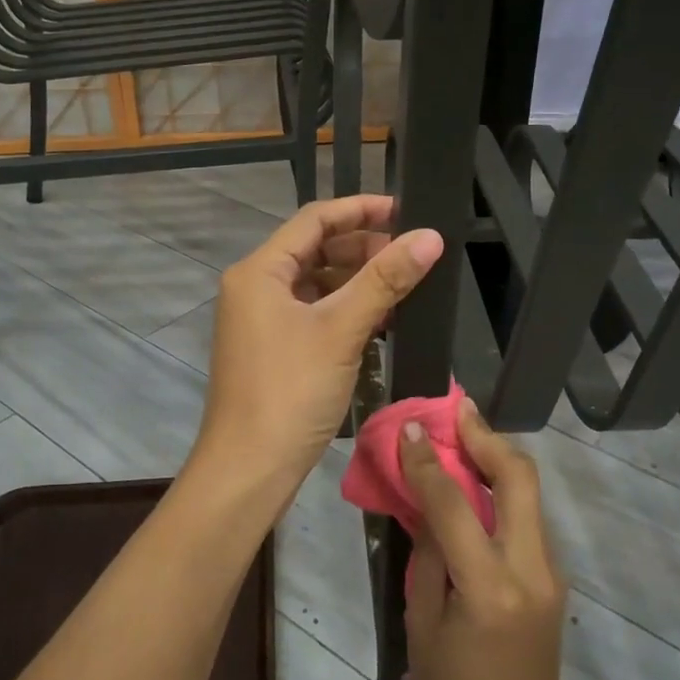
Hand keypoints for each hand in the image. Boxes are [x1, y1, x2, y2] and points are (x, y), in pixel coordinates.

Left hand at [191, 193, 443, 506]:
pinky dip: (345, 310)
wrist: (249, 470)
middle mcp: (255, 286)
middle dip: (363, 247)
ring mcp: (261, 319)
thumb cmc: (290, 392)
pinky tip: (381, 320)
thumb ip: (384, 279)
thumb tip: (430, 236)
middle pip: (314, 249)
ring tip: (403, 285)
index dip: (360, 209)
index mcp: (259, 271)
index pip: (314, 220)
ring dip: (357, 280)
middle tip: (410, 254)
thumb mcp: (341, 330)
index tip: (405, 210)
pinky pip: (313, 312)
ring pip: (316, 282)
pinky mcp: (273, 347)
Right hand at [403, 400, 572, 679]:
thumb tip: (426, 497)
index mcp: (490, 591)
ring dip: (495, 456)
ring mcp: (551, 571)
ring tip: (461, 433)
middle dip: (486, 436)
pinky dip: (500, 487)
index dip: (429, 462)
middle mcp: (531, 571)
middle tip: (456, 410)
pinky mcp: (553, 575)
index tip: (410, 429)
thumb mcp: (422, 625)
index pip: (456, 506)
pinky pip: (526, 515)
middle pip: (519, 478)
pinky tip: (473, 482)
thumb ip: (427, 554)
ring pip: (528, 491)